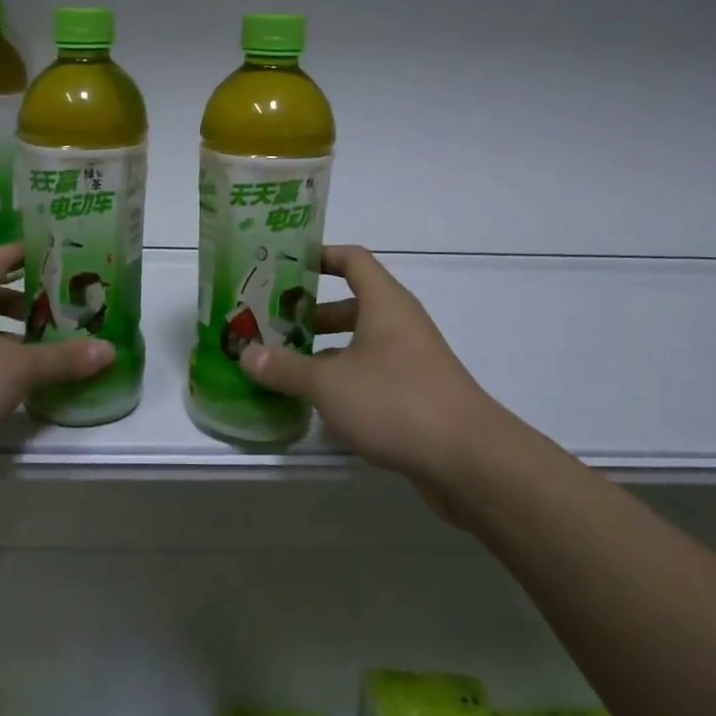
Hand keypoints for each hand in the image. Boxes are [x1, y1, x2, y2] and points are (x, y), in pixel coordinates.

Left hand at [0, 242, 112, 462]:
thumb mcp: (19, 369)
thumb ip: (63, 358)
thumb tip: (109, 351)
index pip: (0, 258)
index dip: (30, 253)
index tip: (61, 253)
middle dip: (26, 297)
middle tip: (62, 303)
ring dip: (10, 330)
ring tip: (46, 341)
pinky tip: (17, 375)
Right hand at [240, 245, 502, 482]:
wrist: (469, 460)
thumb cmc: (395, 401)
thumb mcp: (329, 383)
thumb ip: (285, 367)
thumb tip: (246, 354)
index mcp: (384, 303)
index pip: (352, 259)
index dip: (319, 256)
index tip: (284, 267)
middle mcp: (400, 323)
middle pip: (351, 303)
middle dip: (311, 313)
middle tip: (271, 325)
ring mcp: (411, 360)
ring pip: (360, 343)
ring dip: (325, 350)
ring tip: (284, 365)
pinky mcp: (416, 394)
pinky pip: (372, 374)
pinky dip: (344, 379)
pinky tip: (317, 403)